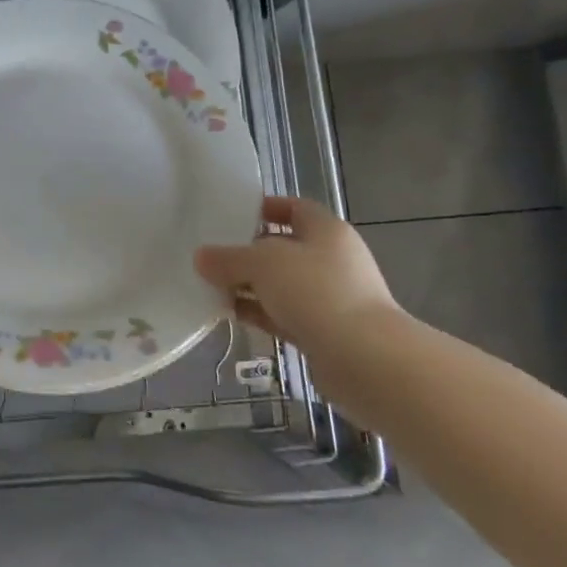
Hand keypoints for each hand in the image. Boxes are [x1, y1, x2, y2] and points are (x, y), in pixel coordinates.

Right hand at [194, 195, 400, 356]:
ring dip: (250, 286)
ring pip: (281, 284)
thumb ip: (228, 258)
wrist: (365, 359)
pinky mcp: (324, 331)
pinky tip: (230, 314)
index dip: (265, 208)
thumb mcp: (262, 263)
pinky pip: (283, 314)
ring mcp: (330, 298)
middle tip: (212, 255)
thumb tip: (201, 256)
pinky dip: (259, 312)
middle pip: (284, 248)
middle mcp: (331, 260)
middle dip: (248, 252)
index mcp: (326, 231)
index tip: (231, 215)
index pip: (294, 208)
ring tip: (211, 286)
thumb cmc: (316, 292)